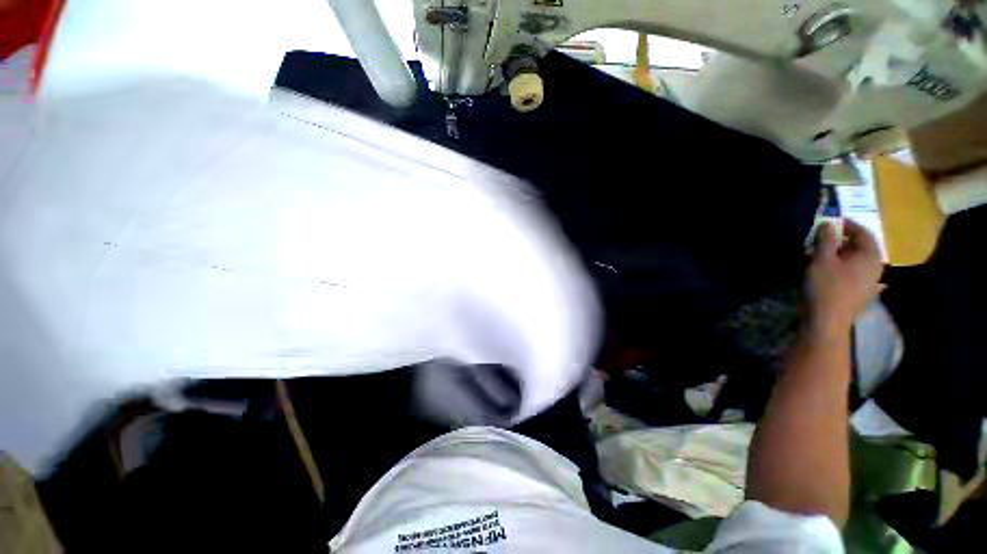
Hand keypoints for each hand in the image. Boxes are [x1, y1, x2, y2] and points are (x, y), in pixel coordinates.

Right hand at [804, 219, 883, 337]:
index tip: (831, 220)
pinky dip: (845, 268)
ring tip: (825, 254)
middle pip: (862, 247)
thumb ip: (826, 239)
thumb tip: (828, 223)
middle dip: (844, 240)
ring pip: (859, 262)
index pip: (864, 233)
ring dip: (843, 255)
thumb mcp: (822, 259)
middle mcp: (876, 267)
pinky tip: (836, 272)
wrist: (827, 322)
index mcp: (871, 256)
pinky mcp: (862, 295)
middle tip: (825, 237)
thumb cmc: (826, 287)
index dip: (848, 224)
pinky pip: (856, 274)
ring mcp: (871, 283)